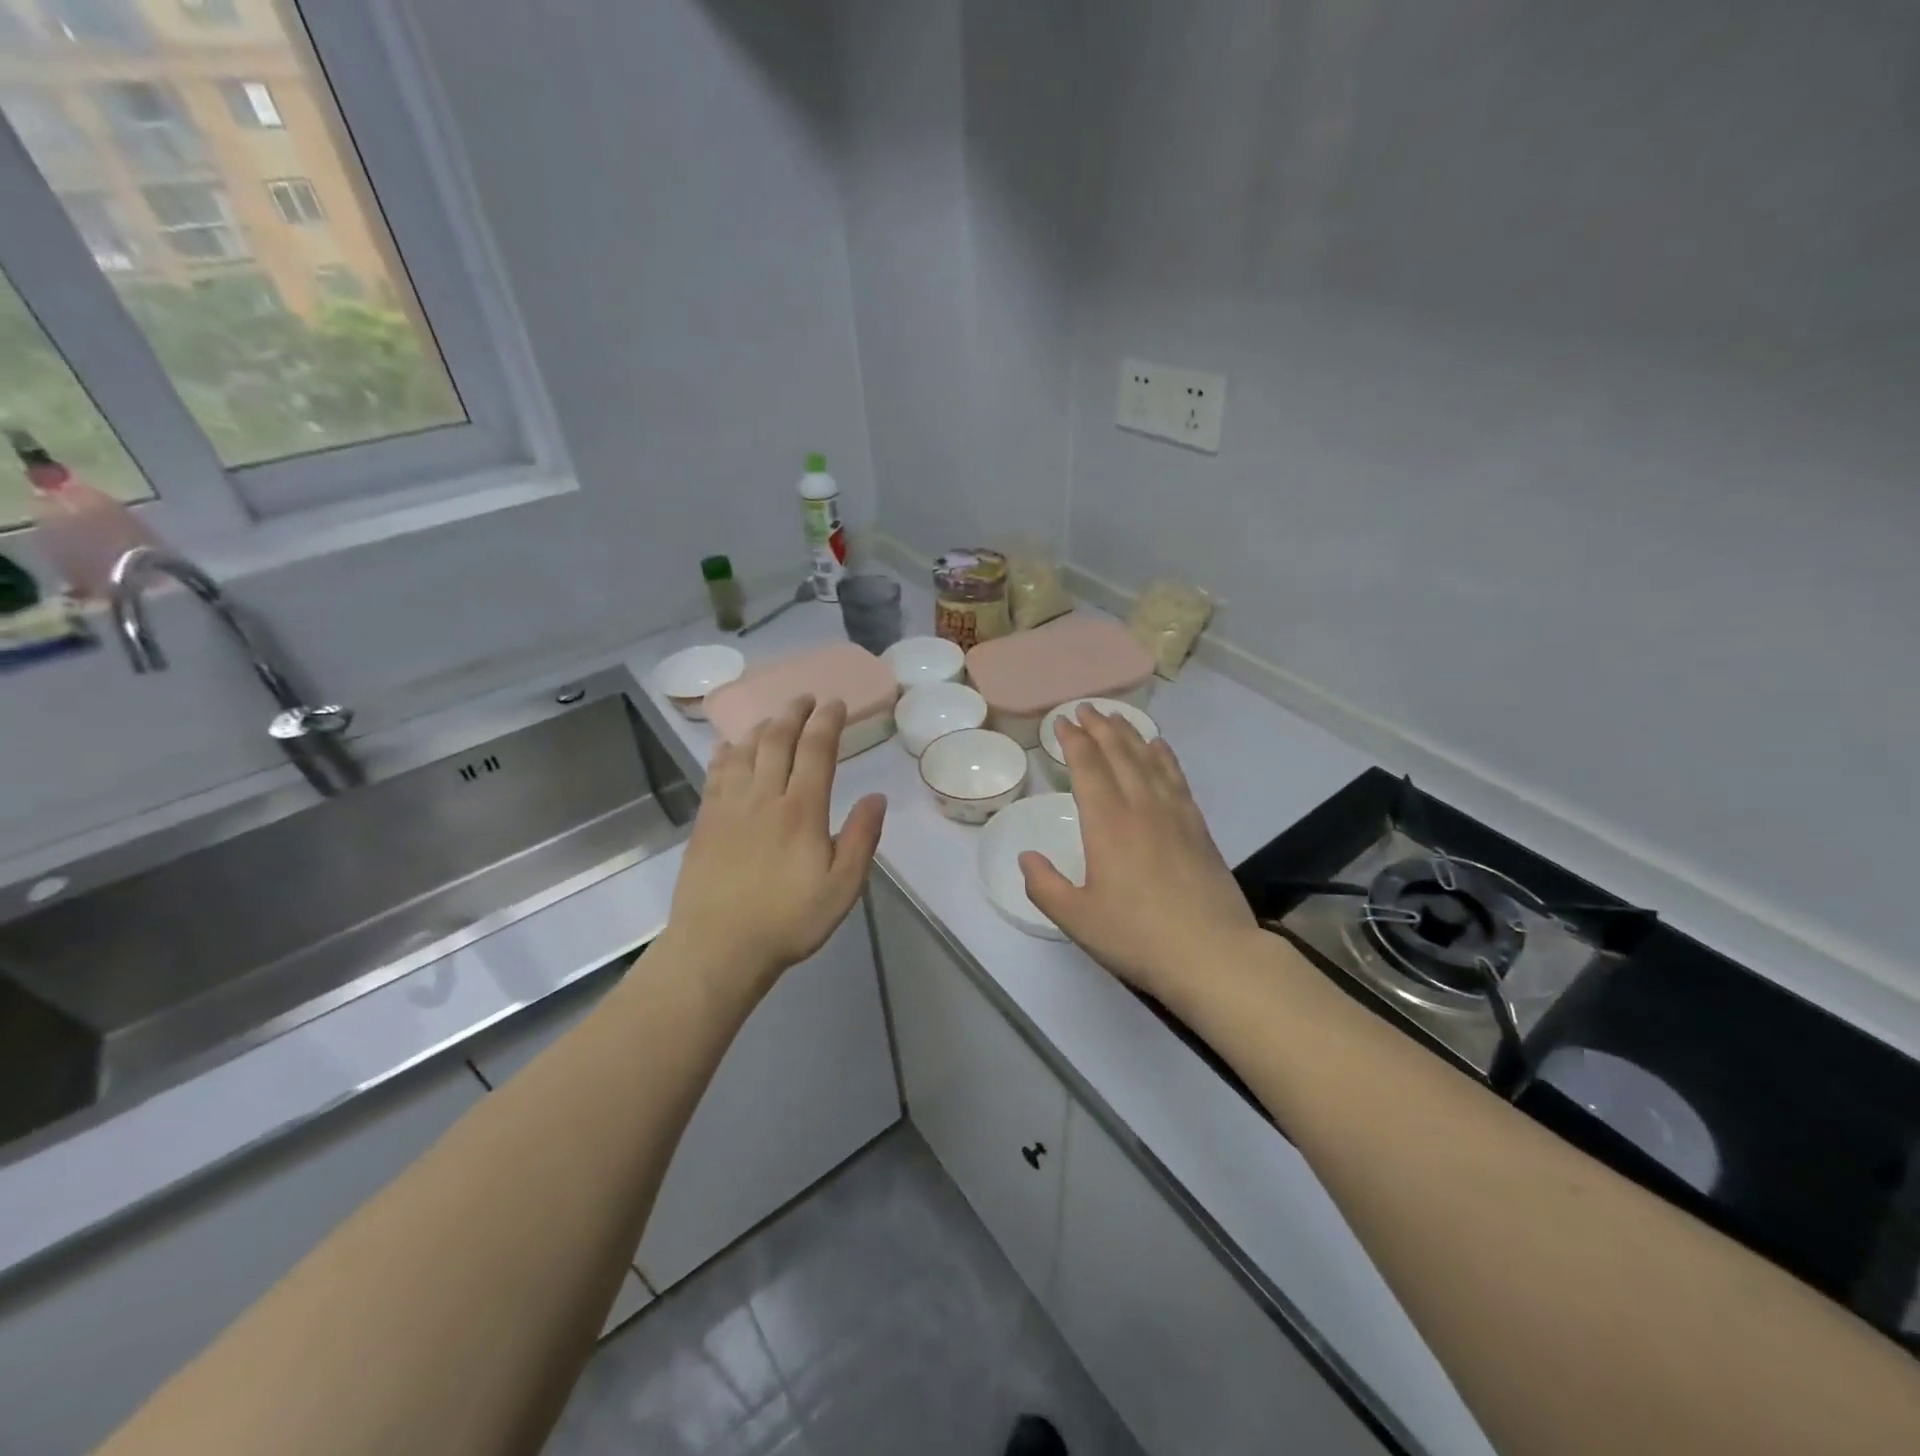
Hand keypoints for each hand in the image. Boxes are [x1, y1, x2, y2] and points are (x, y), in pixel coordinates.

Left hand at [662, 696, 886, 999]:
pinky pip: (716, 774)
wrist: (718, 947)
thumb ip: (861, 839)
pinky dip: (726, 753)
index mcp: (801, 810)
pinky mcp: (706, 822)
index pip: (816, 751)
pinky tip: (729, 747)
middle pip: (778, 740)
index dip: (827, 722)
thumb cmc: (788, 920)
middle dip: (794, 713)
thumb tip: (876, 796)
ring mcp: (729, 807)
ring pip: (745, 751)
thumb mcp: (842, 888)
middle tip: (805, 698)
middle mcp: (764, 797)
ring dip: (762, 727)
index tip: (836, 704)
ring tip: (774, 717)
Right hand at [1019, 704, 1257, 1006]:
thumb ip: (1045, 886)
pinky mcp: (1198, 827)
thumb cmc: (1137, 936)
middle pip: (1119, 753)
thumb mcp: (1077, 919)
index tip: (1062, 722)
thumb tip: (1027, 857)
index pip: (1088, 767)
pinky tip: (1159, 747)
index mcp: (1107, 824)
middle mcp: (1140, 807)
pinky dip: (1164, 756)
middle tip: (1085, 708)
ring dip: (1129, 734)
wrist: (1212, 954)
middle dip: (1099, 727)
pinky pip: (1176, 777)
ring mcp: (1174, 814)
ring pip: (1149, 759)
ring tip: (1116, 717)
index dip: (1074, 741)